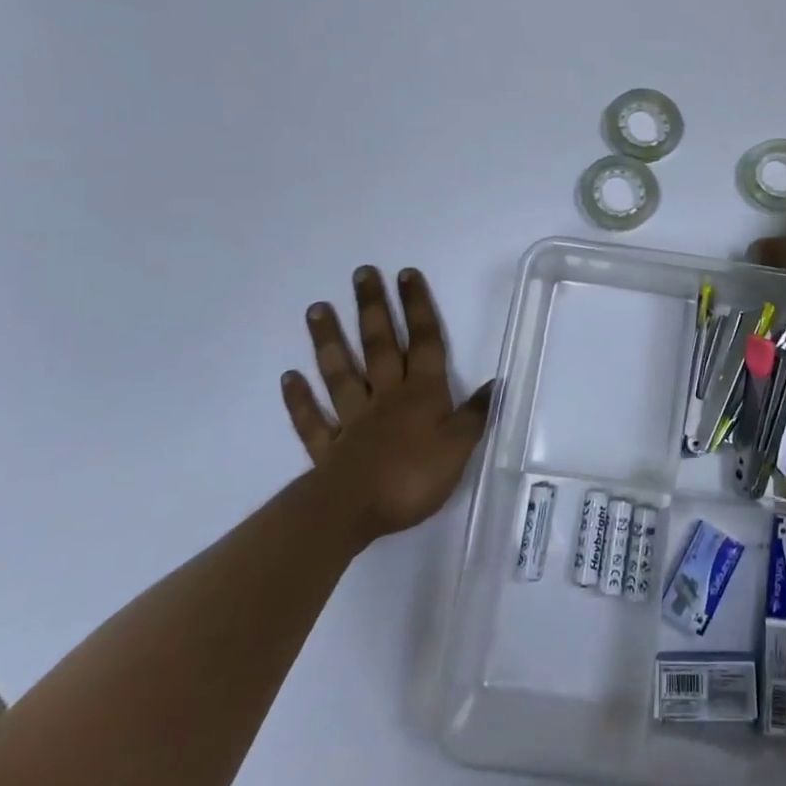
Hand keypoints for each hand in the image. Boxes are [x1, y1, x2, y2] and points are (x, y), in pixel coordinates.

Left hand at [280, 266, 490, 541]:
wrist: (354, 511)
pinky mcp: (328, 447)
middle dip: (374, 308)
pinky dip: (300, 399)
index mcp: (422, 393)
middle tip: (361, 274)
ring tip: (317, 308)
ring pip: (341, 373)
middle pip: (380, 346)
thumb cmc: (413, 476)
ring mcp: (353, 419)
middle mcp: (386, 396)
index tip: (406, 275)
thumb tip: (497, 382)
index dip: (418, 308)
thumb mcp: (459, 447)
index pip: (424, 342)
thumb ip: (475, 414)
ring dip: (330, 340)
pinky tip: (289, 377)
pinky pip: (313, 418)